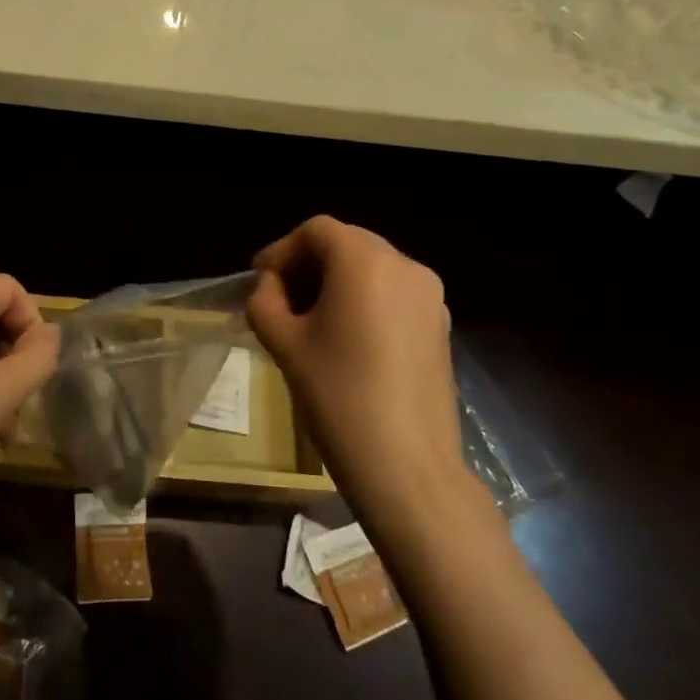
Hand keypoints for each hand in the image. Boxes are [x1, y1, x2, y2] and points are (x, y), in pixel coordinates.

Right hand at [247, 216, 475, 519]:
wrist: (408, 468)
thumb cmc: (338, 397)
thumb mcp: (284, 344)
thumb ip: (266, 301)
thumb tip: (272, 286)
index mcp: (365, 262)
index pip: (317, 231)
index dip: (282, 250)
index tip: (259, 279)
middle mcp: (405, 266)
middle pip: (347, 243)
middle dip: (308, 263)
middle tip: (279, 296)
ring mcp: (430, 297)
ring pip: (372, 267)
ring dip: (336, 281)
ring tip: (308, 318)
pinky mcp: (440, 327)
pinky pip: (393, 293)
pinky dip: (363, 299)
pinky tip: (344, 336)